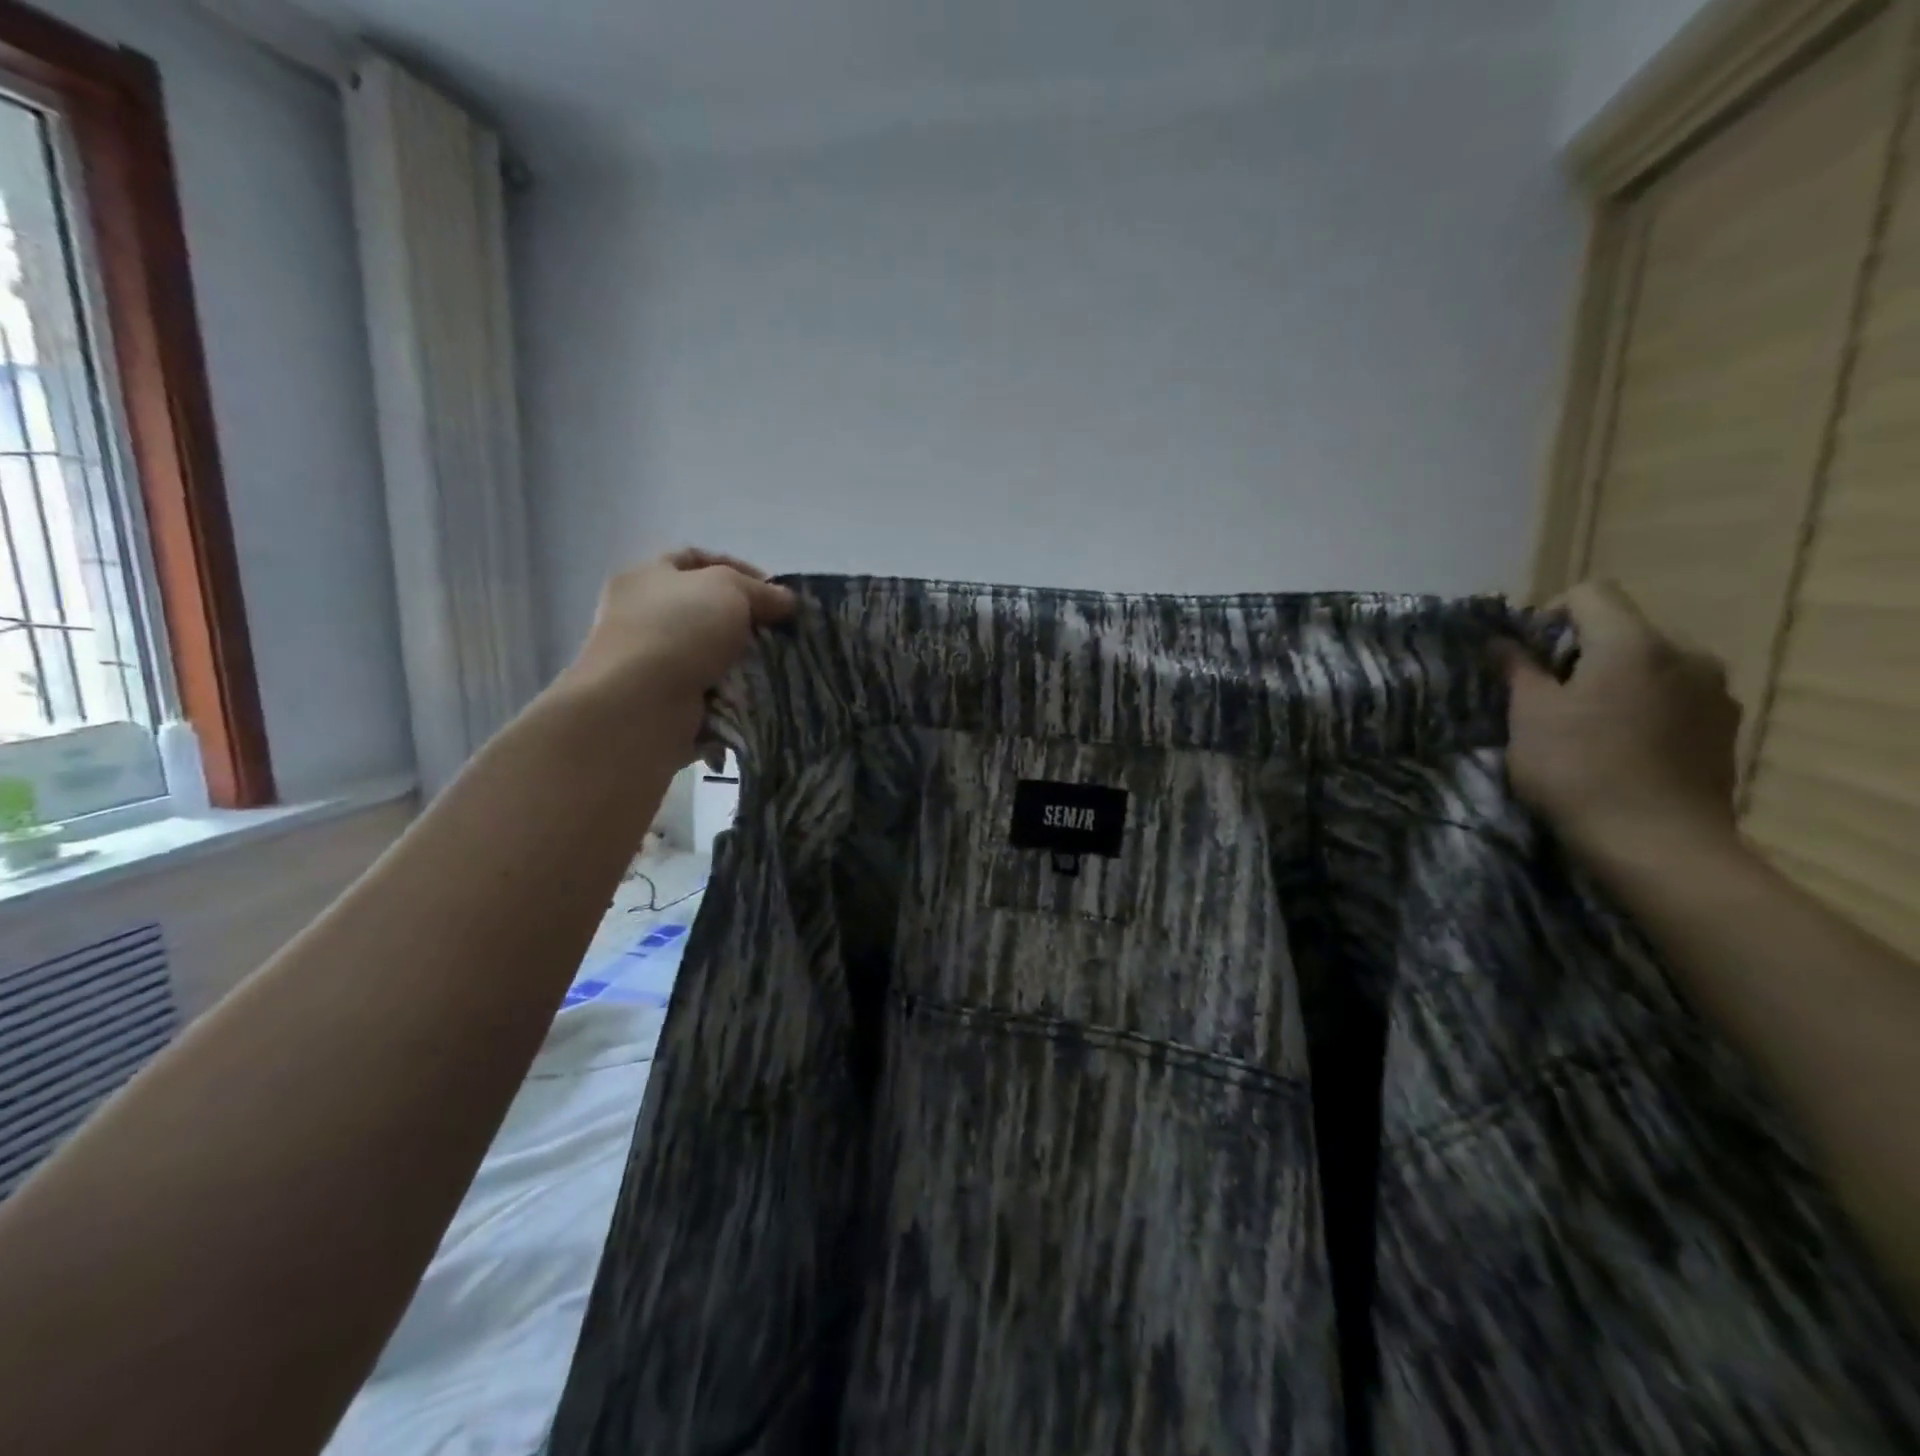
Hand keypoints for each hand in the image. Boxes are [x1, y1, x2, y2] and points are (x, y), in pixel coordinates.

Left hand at [555, 549, 795, 747]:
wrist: (641, 704)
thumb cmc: (681, 630)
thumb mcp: (729, 589)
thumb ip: (760, 590)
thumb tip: (786, 600)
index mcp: (645, 577)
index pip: (695, 560)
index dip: (737, 568)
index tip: (774, 590)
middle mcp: (639, 615)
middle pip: (702, 608)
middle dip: (743, 618)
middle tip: (778, 629)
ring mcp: (647, 661)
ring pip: (707, 652)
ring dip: (738, 658)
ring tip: (773, 664)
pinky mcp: (659, 700)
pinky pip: (706, 690)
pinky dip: (729, 692)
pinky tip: (754, 694)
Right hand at [1502, 581, 1742, 867]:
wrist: (1657, 843)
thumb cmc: (1577, 770)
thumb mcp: (1528, 716)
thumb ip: (1517, 669)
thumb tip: (1502, 642)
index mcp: (1634, 642)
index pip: (1590, 594)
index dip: (1549, 615)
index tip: (1526, 658)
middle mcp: (1685, 653)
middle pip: (1623, 629)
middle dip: (1581, 653)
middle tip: (1547, 697)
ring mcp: (1714, 691)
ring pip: (1650, 665)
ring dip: (1615, 681)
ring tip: (1586, 726)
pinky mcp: (1725, 728)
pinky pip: (1674, 697)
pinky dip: (1644, 707)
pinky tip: (1622, 748)